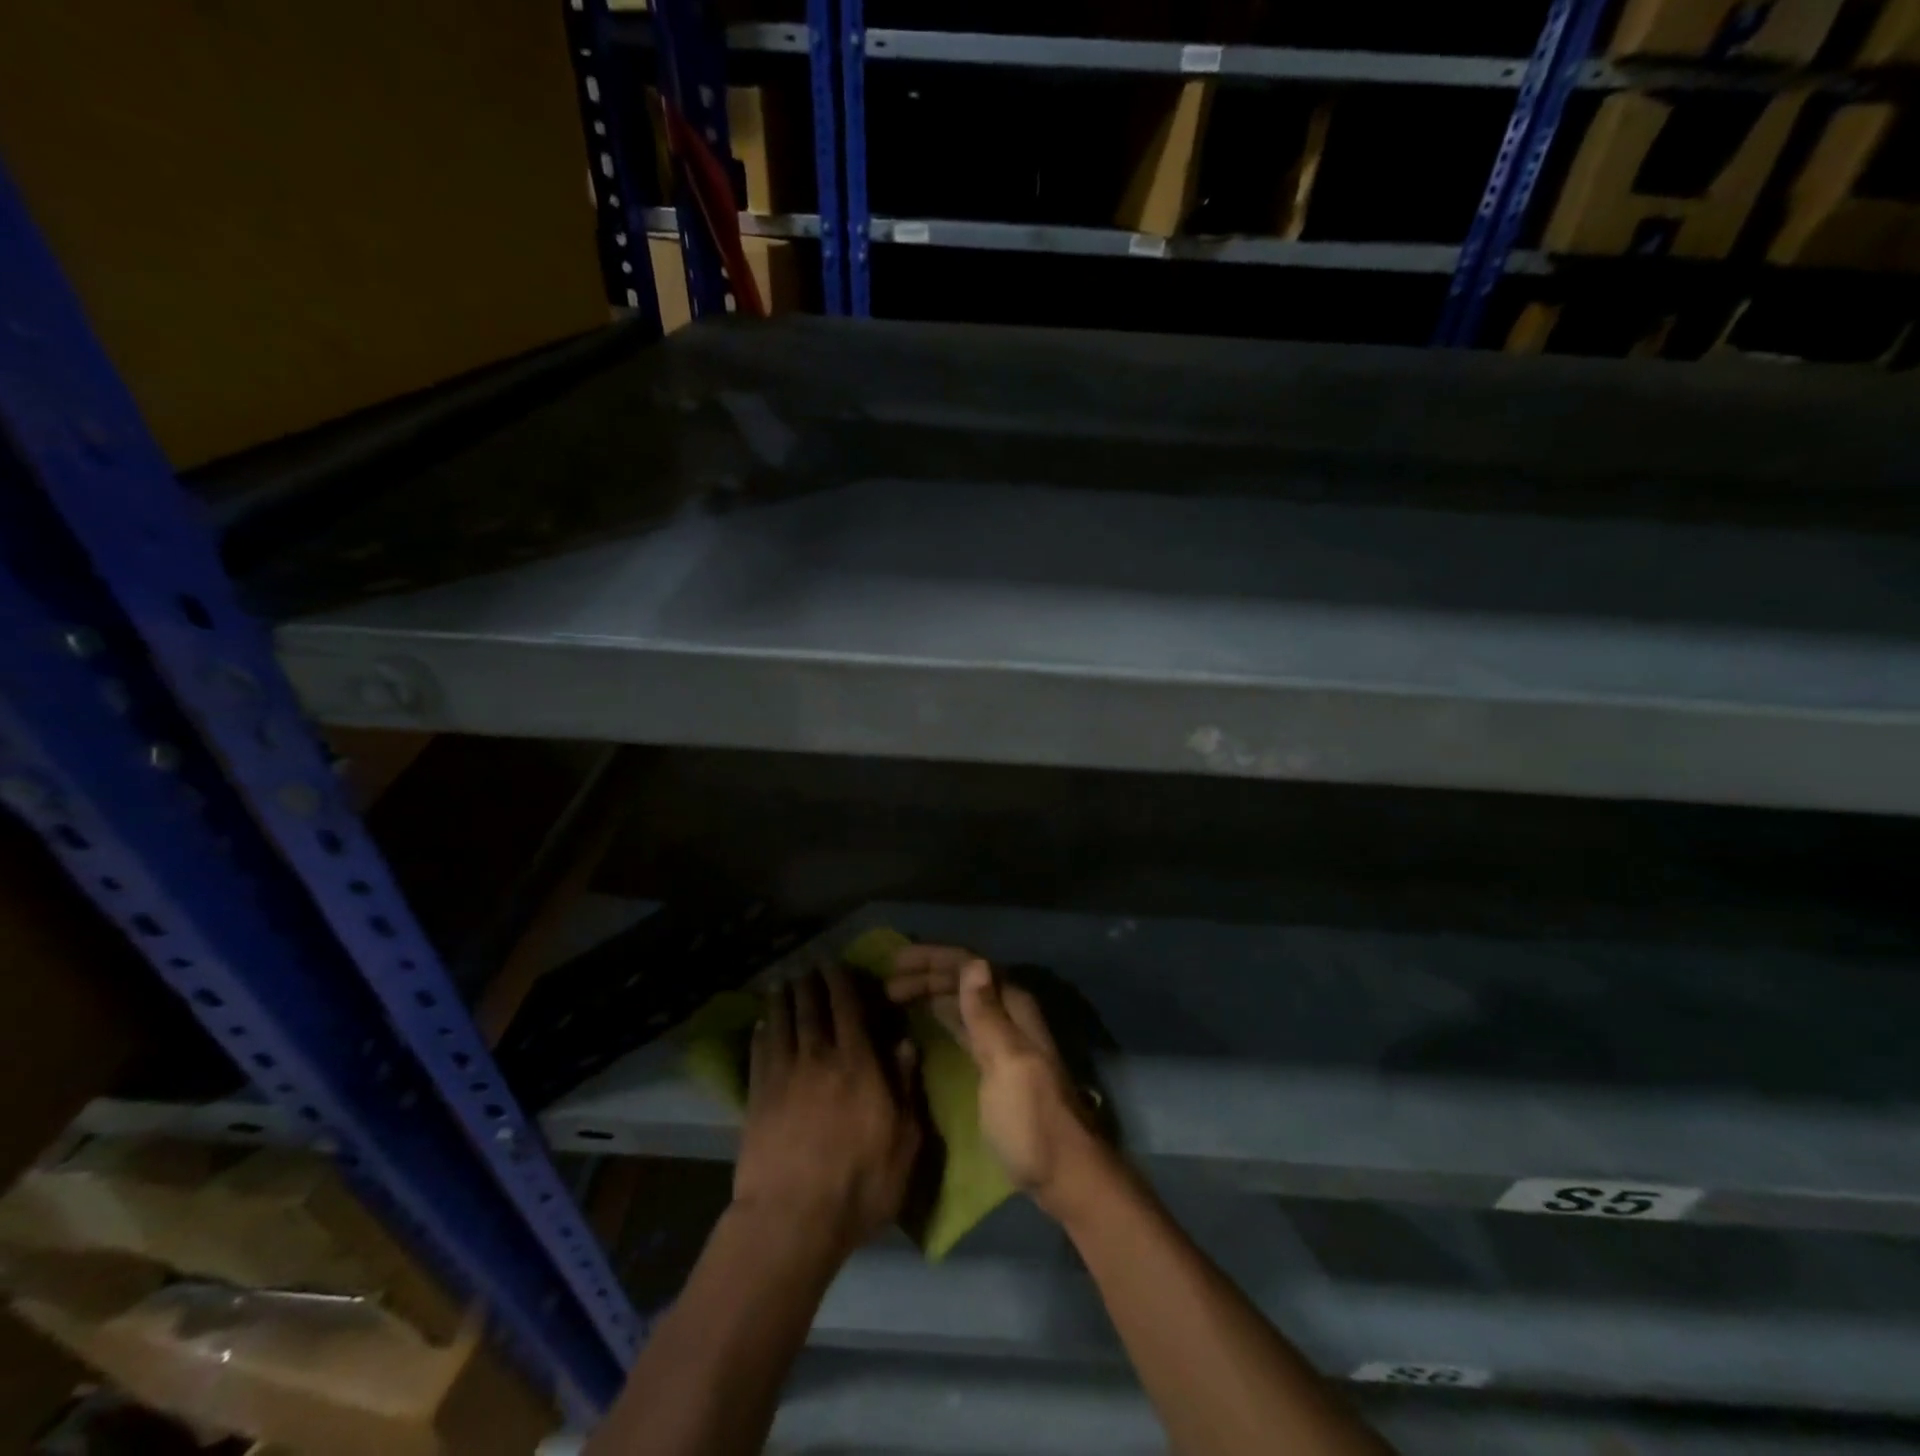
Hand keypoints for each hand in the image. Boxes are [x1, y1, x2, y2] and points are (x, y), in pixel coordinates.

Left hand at [735, 966, 921, 1259]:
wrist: (792, 1221)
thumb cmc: (860, 1184)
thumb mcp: (904, 1142)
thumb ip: (907, 1088)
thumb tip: (905, 1043)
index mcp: (857, 1063)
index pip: (847, 1007)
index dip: (841, 981)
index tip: (836, 964)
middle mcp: (818, 1057)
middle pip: (810, 1007)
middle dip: (810, 982)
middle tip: (808, 967)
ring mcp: (783, 1075)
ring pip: (781, 1022)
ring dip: (782, 998)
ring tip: (783, 983)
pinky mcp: (756, 1097)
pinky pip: (758, 1051)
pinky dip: (761, 1031)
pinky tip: (762, 1024)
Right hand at [886, 945, 1104, 1218]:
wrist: (1063, 1174)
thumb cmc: (1031, 1119)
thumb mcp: (1006, 1063)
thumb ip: (987, 1015)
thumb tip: (973, 961)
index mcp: (1014, 1006)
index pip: (969, 964)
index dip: (932, 958)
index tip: (895, 961)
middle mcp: (1008, 1014)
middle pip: (963, 980)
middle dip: (926, 975)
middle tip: (884, 985)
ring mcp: (1001, 1039)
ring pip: (961, 1002)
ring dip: (929, 994)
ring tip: (892, 997)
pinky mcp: (993, 1064)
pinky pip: (961, 1026)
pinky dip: (939, 1017)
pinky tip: (919, 1021)